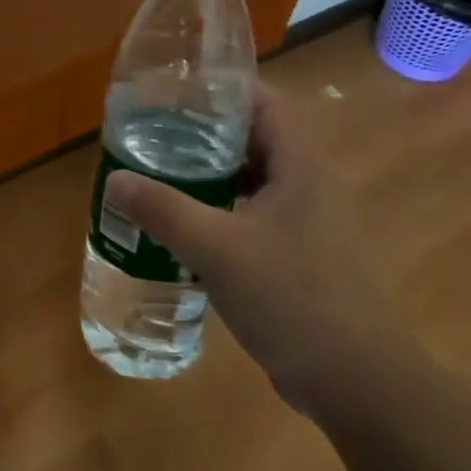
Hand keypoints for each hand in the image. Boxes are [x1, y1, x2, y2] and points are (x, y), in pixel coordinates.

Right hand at [102, 85, 409, 410]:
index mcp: (300, 166)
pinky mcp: (300, 256)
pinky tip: (184, 228)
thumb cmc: (291, 298)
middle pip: (255, 139)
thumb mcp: (215, 249)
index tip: (175, 92)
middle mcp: (309, 184)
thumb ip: (163, 210)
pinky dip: (219, 212)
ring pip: (253, 180)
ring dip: (210, 176)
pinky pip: (253, 216)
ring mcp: (308, 223)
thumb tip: (115, 179)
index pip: (265, 103)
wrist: (355, 380)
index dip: (223, 90)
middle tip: (153, 135)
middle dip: (204, 134)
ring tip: (159, 175)